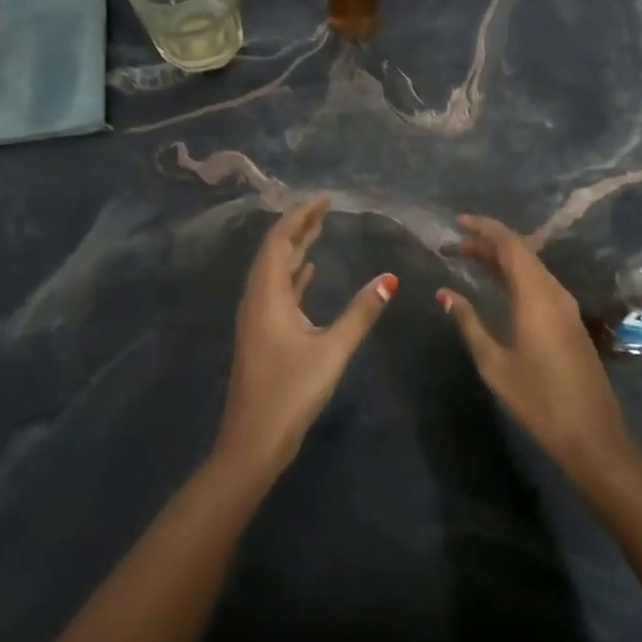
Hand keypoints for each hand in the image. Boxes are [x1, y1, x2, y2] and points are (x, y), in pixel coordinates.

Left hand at [220, 199, 395, 477]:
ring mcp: (257, 318)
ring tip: (319, 231)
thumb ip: (361, 312)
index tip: (324, 200)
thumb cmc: (291, 392)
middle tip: (325, 209)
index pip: (280, 241)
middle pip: (274, 251)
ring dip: (294, 249)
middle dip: (298, 227)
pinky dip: (293, 275)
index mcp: (267, 295)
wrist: (253, 441)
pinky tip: (308, 272)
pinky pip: (276, 290)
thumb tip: (389, 279)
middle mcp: (257, 299)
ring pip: (275, 271)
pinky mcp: (262, 334)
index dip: (300, 216)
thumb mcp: (332, 349)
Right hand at [438, 215, 633, 482]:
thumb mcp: (494, 363)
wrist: (592, 435)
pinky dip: (515, 276)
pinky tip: (498, 285)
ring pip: (531, 268)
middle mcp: (555, 293)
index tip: (458, 223)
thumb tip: (444, 294)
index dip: (484, 229)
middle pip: (522, 253)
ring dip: (502, 260)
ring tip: (470, 259)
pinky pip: (539, 284)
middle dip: (488, 243)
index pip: (511, 246)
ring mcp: (566, 307)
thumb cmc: (538, 400)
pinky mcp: (569, 321)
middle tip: (456, 244)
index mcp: (537, 297)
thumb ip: (469, 323)